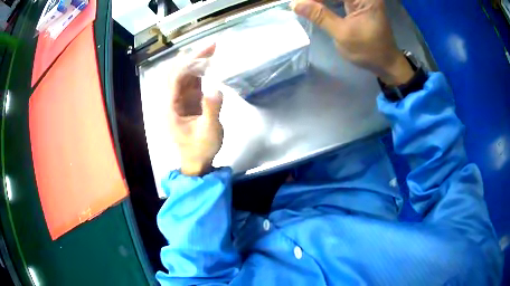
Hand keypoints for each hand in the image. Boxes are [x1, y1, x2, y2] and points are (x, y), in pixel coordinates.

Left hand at [169, 44, 222, 175]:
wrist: (197, 162)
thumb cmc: (200, 149)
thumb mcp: (208, 132)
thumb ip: (211, 110)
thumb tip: (216, 89)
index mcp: (170, 107)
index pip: (174, 77)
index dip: (188, 62)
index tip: (206, 52)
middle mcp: (171, 100)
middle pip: (177, 72)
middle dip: (192, 58)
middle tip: (211, 46)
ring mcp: (179, 100)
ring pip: (184, 75)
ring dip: (195, 62)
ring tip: (212, 50)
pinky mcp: (188, 102)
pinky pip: (191, 82)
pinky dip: (199, 72)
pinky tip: (209, 64)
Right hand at [291, 0, 413, 84]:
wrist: (386, 62)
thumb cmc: (368, 50)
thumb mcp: (342, 34)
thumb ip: (320, 16)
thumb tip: (294, 4)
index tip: (298, 2)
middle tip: (300, 4)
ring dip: (319, 0)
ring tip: (305, 6)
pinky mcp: (358, 4)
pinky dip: (326, 1)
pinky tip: (315, 6)